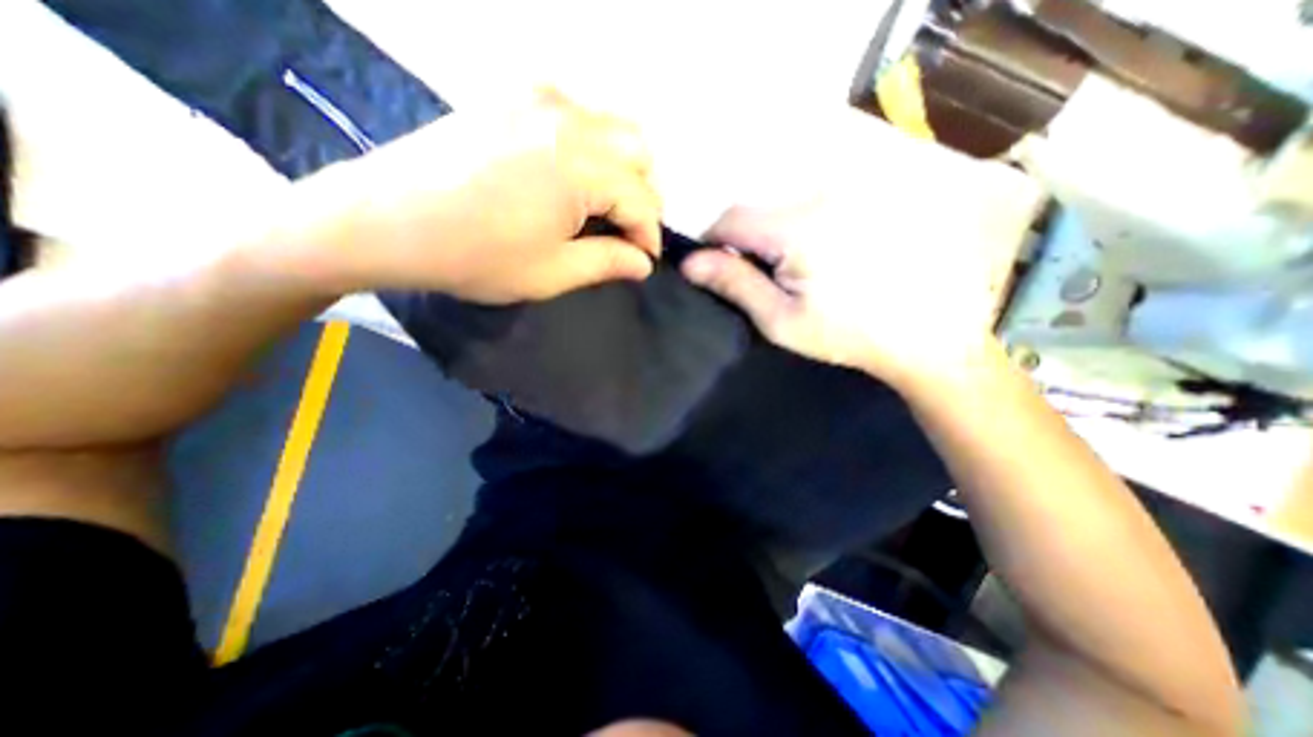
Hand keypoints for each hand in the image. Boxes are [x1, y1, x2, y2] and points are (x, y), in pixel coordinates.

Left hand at [299, 88, 661, 301]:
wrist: (384, 220)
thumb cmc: (474, 255)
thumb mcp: (551, 272)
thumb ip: (608, 262)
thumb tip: (642, 263)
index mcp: (580, 165)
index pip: (642, 199)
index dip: (650, 234)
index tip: (645, 260)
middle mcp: (567, 118)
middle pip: (639, 150)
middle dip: (643, 196)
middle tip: (627, 232)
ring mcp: (537, 99)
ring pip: (613, 127)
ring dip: (622, 170)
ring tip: (605, 207)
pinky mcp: (513, 97)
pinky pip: (578, 116)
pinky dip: (593, 148)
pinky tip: (574, 177)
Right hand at [683, 195, 1001, 391]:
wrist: (928, 333)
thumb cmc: (847, 335)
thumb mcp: (782, 320)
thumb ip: (736, 285)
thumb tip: (690, 263)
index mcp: (796, 229)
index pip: (730, 218)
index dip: (713, 241)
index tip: (716, 267)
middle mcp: (823, 195)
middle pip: (759, 209)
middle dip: (749, 240)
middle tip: (765, 277)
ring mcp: (852, 190)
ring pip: (787, 203)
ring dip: (779, 232)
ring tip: (800, 269)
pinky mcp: (873, 194)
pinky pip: (819, 200)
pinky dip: (807, 224)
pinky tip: (828, 254)